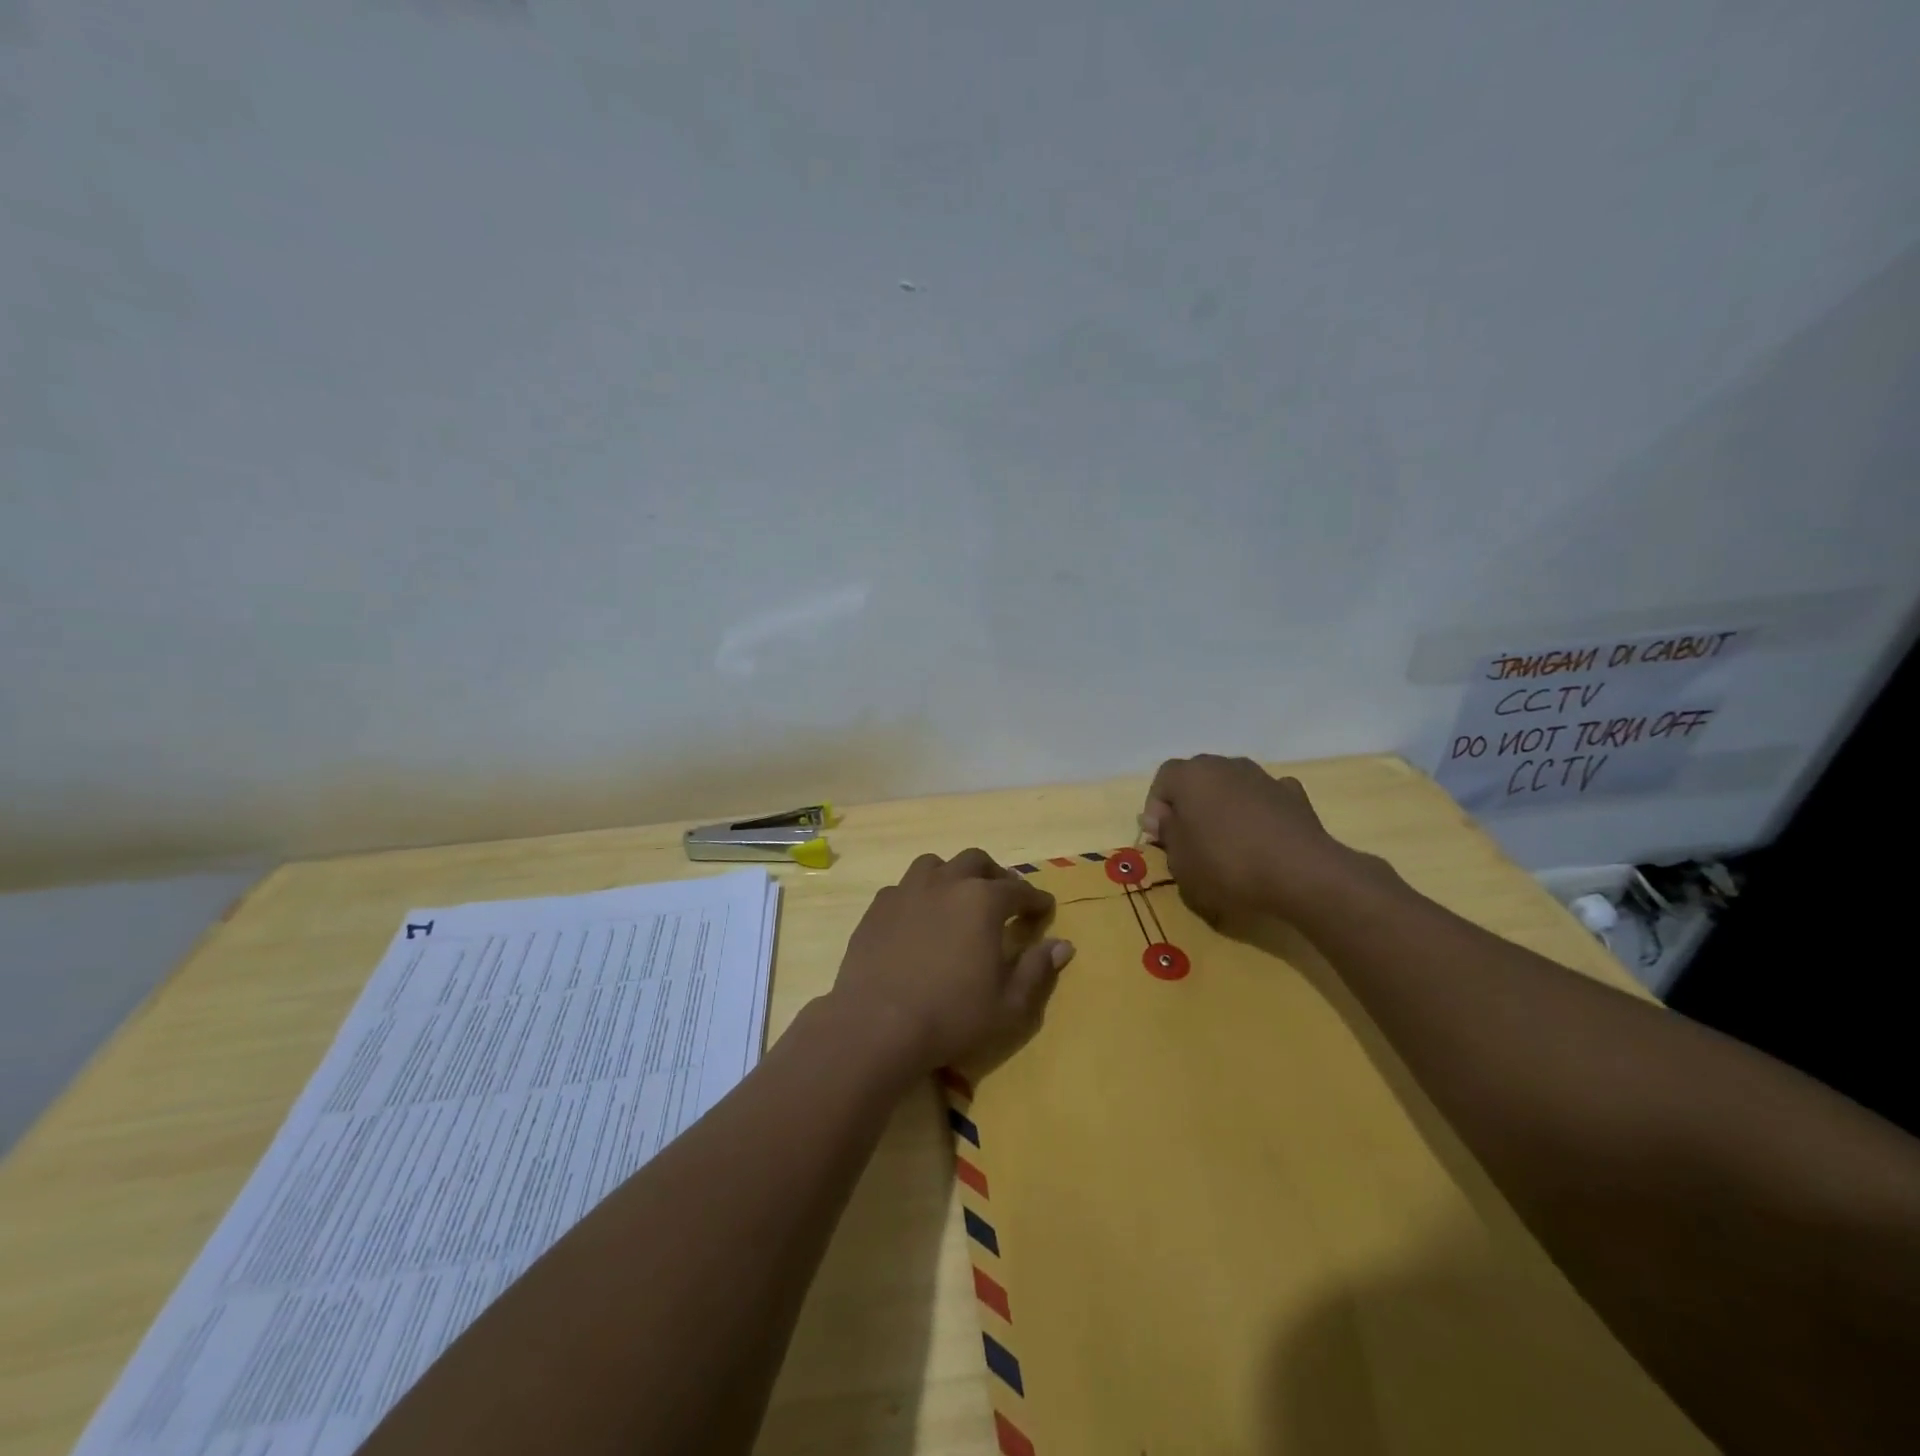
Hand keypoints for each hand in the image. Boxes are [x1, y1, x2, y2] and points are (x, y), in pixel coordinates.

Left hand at [829, 849, 1073, 1074]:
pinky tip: (919, 918)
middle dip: (995, 875)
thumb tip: (1063, 945)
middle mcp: (946, 883)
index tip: (1043, 909)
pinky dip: (919, 895)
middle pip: (976, 861)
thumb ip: (1038, 969)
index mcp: (983, 901)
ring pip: (935, 865)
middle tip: (1002, 897)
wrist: (878, 1024)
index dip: (1035, 899)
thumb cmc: (952, 1016)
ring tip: (957, 897)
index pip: (1019, 890)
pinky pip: (904, 887)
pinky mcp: (878, 907)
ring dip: (952, 875)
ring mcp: (907, 890)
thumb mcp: (1009, 1004)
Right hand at [1142, 755, 1370, 922]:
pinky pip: (1264, 798)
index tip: (1161, 838)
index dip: (1157, 808)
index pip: (1163, 779)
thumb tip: (1165, 819)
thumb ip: (1168, 834)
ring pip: (1232, 785)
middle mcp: (1225, 765)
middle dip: (1190, 804)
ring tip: (1228, 842)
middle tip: (1190, 839)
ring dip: (1224, 806)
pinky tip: (1262, 838)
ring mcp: (1262, 776)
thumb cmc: (1227, 865)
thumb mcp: (1180, 862)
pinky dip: (1258, 812)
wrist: (1302, 873)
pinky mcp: (1294, 794)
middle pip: (1198, 778)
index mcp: (1191, 776)